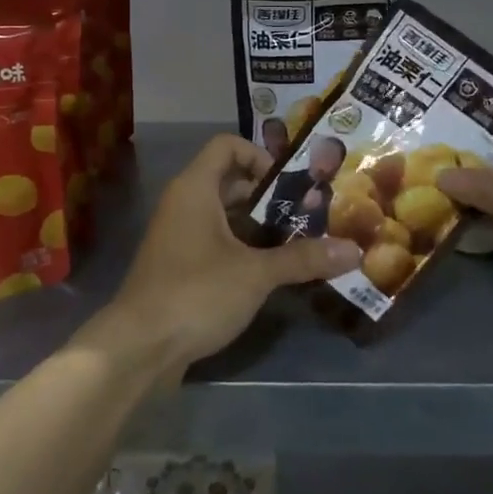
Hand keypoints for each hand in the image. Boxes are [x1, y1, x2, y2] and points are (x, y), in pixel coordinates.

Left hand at [84, 135, 360, 378]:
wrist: (138, 347)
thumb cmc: (196, 293)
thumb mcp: (256, 274)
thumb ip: (303, 258)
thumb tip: (354, 251)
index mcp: (195, 189)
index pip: (227, 146)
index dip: (260, 155)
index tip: (291, 183)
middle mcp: (183, 204)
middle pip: (229, 181)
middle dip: (268, 195)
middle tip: (307, 212)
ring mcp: (177, 236)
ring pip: (223, 215)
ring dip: (258, 224)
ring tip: (297, 242)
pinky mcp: (178, 266)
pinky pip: (214, 242)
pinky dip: (241, 248)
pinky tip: (270, 271)